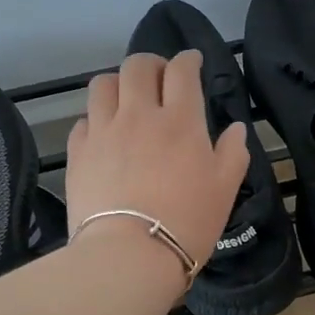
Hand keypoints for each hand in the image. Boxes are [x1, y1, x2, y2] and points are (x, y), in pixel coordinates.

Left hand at [65, 51, 250, 270]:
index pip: (182, 71)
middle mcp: (138, 115)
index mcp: (180, 120)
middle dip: (151, 63)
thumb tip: (236, 128)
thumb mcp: (224, 189)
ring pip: (103, 84)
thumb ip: (233, 153)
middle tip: (159, 78)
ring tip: (126, 100)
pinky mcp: (78, 152)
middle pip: (138, 66)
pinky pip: (84, 120)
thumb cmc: (186, 221)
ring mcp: (103, 131)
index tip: (192, 62)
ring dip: (118, 84)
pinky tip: (104, 135)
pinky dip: (96, 119)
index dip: (188, 60)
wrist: (128, 255)